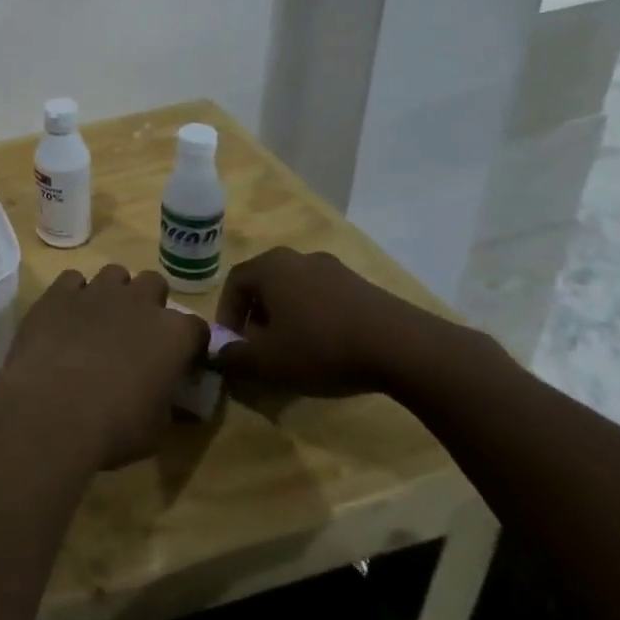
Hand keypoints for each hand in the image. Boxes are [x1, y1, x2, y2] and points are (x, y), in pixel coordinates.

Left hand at [0, 264, 207, 469]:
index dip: (189, 344)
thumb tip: (163, 396)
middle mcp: (139, 302)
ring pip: (114, 274)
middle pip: (154, 284)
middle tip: (137, 333)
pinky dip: (73, 294)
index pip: (197, 328)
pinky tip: (65, 317)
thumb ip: (166, 400)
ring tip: (100, 321)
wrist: (50, 411)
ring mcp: (97, 292)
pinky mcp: (58, 293)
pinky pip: (72, 279)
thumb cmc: (114, 427)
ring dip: (113, 293)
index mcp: (174, 335)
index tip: (180, 361)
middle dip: (149, 303)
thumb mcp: (156, 427)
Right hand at [213, 247, 441, 397]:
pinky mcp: (363, 285)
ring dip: (288, 318)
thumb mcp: (268, 362)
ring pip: (296, 291)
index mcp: (269, 266)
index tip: (233, 346)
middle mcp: (298, 258)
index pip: (233, 284)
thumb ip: (234, 358)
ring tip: (296, 352)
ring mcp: (334, 268)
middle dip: (258, 317)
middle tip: (262, 349)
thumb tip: (216, 354)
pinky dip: (317, 319)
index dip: (228, 316)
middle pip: (265, 285)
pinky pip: (325, 299)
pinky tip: (329, 349)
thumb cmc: (322, 347)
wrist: (404, 348)